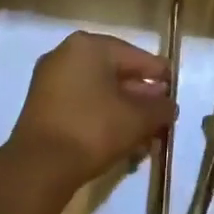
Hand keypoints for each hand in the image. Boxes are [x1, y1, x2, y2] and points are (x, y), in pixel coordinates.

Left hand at [8, 31, 173, 191]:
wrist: (39, 167)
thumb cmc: (93, 129)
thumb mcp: (138, 118)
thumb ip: (160, 108)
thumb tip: (168, 105)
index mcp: (89, 46)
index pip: (135, 56)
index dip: (159, 75)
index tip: (175, 91)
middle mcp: (66, 54)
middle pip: (115, 73)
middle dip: (140, 96)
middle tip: (161, 115)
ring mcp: (50, 80)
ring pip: (98, 91)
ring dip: (123, 110)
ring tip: (144, 133)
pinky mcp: (41, 106)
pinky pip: (81, 104)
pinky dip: (102, 116)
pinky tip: (120, 138)